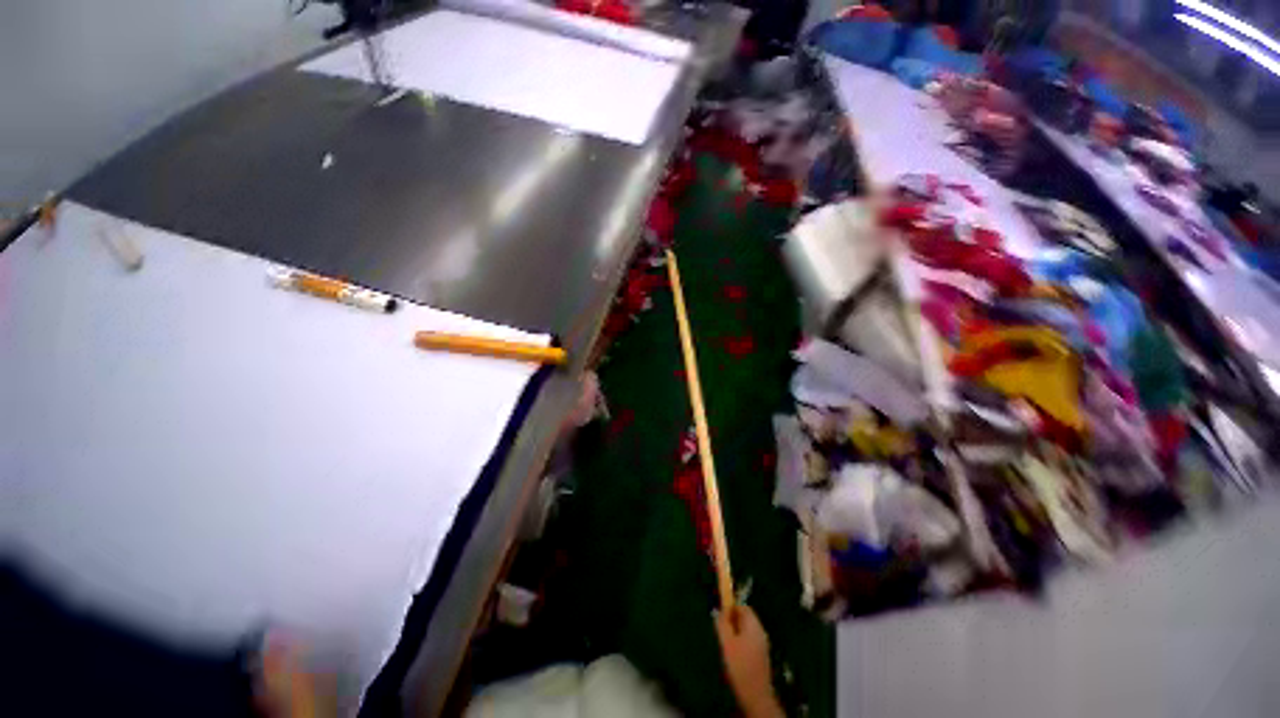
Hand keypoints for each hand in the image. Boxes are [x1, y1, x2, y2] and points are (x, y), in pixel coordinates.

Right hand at [714, 605, 783, 717]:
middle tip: (721, 632)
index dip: (730, 608)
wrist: (756, 696)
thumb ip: (722, 623)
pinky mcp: (761, 656)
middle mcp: (760, 631)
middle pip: (745, 618)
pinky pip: (749, 641)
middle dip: (732, 622)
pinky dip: (740, 643)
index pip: (742, 607)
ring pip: (746, 631)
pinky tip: (733, 657)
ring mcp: (762, 645)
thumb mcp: (726, 642)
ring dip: (735, 633)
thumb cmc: (740, 666)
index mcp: (754, 625)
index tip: (720, 617)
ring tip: (725, 645)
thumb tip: (720, 611)